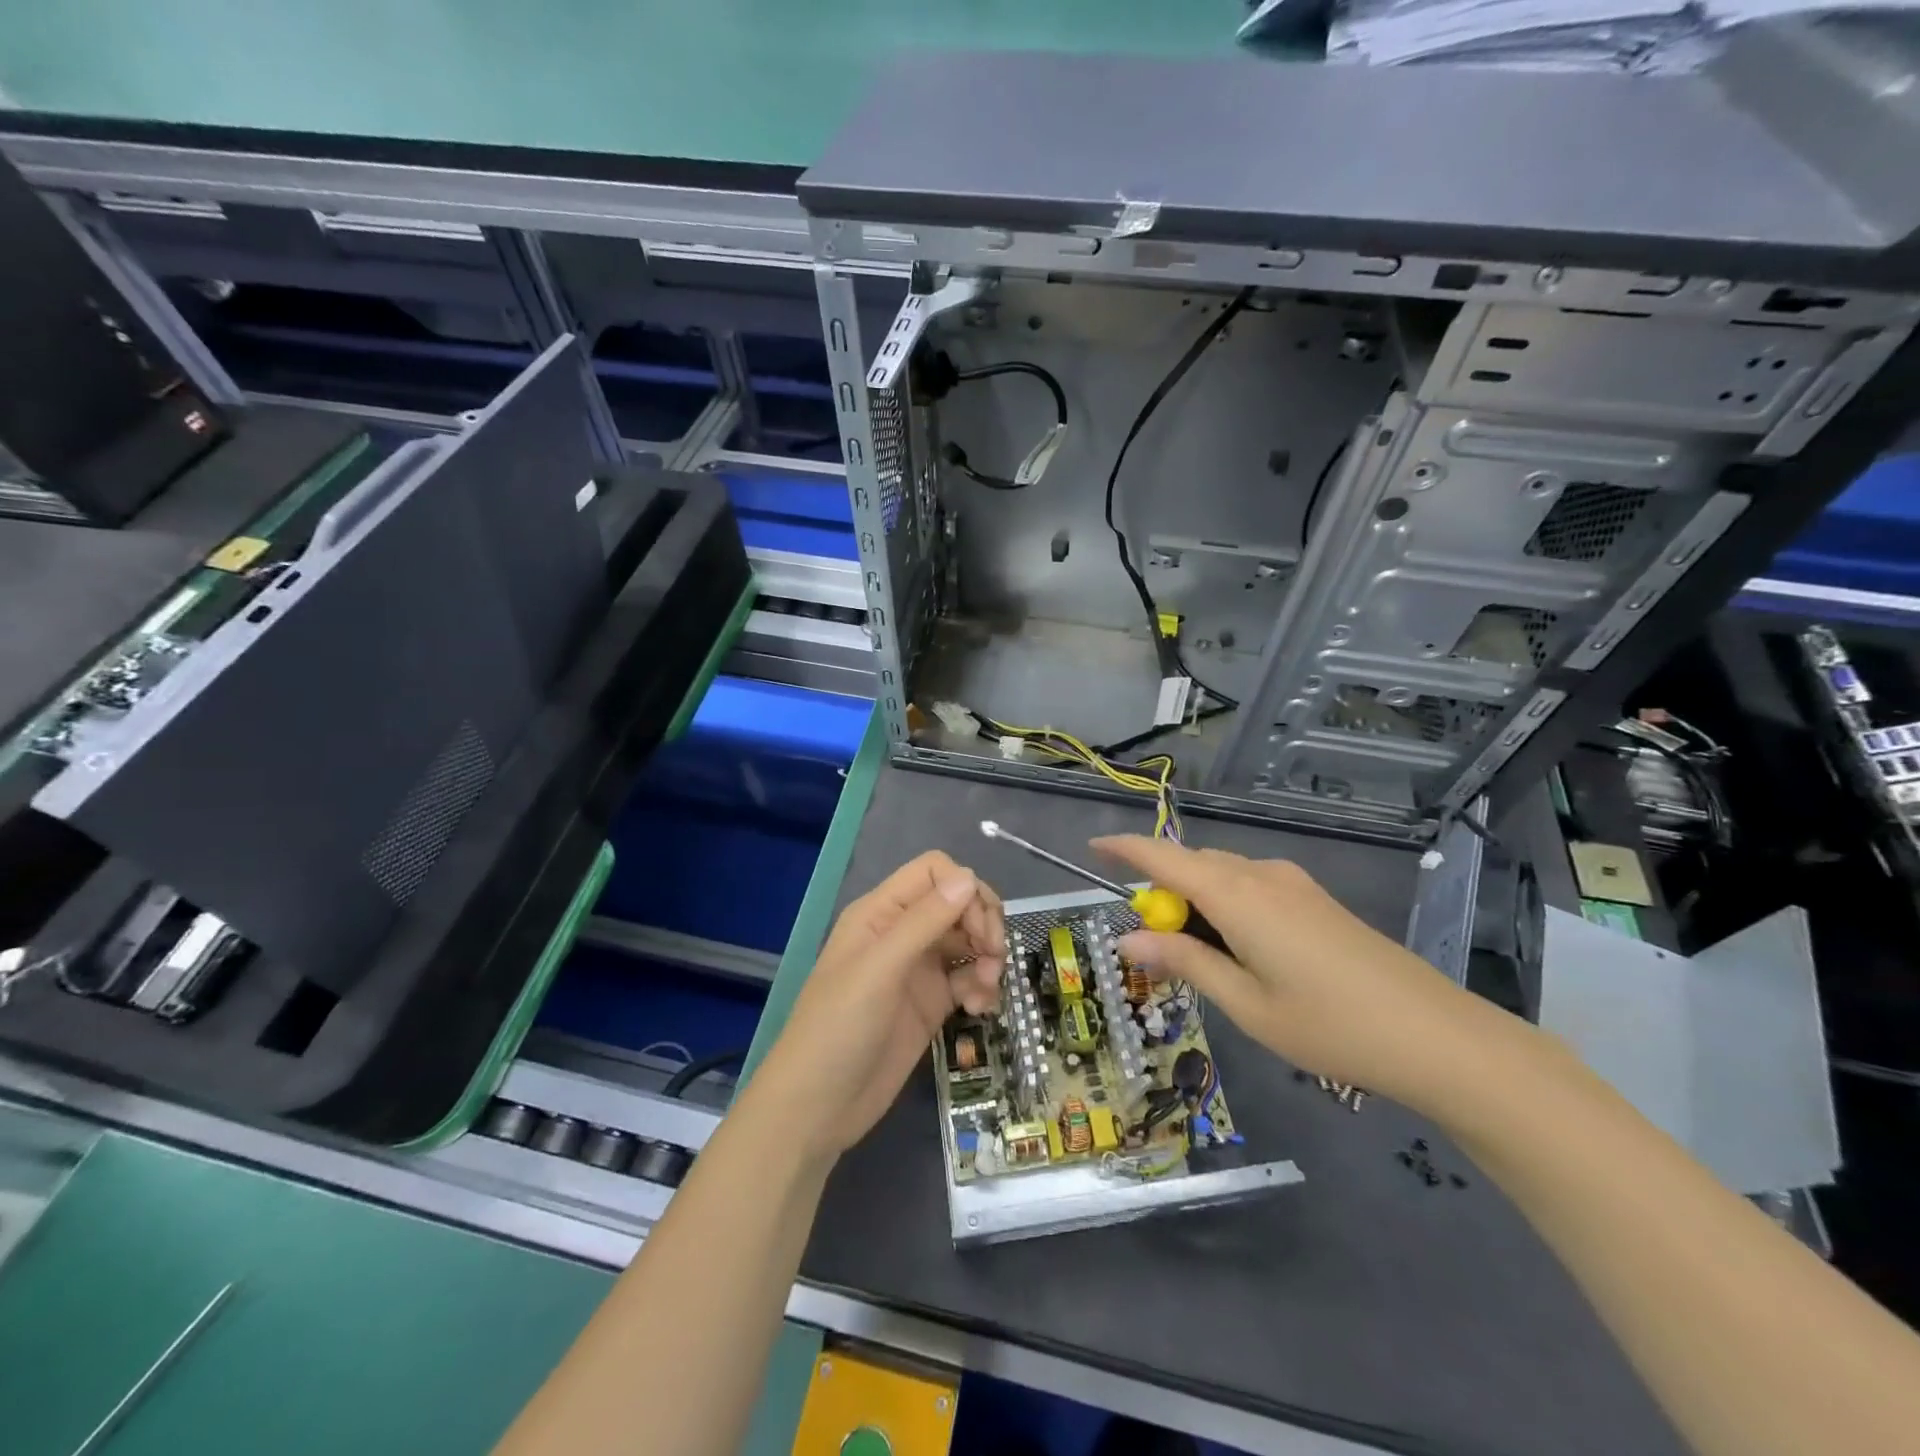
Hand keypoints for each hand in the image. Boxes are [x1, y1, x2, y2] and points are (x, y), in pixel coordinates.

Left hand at [754, 852, 1003, 1163]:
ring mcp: (917, 970)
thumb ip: (924, 922)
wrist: (817, 1108)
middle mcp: (901, 933)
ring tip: (987, 989)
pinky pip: (967, 979)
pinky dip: (981, 987)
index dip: (965, 890)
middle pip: (957, 904)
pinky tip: (980, 1009)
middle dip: (983, 923)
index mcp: (881, 913)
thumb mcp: (880, 970)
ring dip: (987, 957)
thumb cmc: (839, 1028)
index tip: (981, 927)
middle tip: (995, 956)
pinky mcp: (930, 1004)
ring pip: (967, 942)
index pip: (934, 872)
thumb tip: (969, 878)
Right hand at [1093, 836, 1527, 1111]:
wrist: (1436, 1036)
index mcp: (1236, 895)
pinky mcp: (1314, 899)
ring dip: (1195, 902)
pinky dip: (1225, 906)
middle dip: (1161, 893)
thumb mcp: (1245, 1003)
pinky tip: (1238, 950)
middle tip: (1150, 944)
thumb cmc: (1329, 1025)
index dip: (1124, 849)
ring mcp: (1293, 884)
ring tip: (1195, 956)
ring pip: (1222, 875)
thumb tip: (1127, 938)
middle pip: (1192, 866)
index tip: (1092, 849)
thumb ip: (1184, 961)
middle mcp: (1261, 875)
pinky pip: (1250, 886)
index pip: (1163, 858)